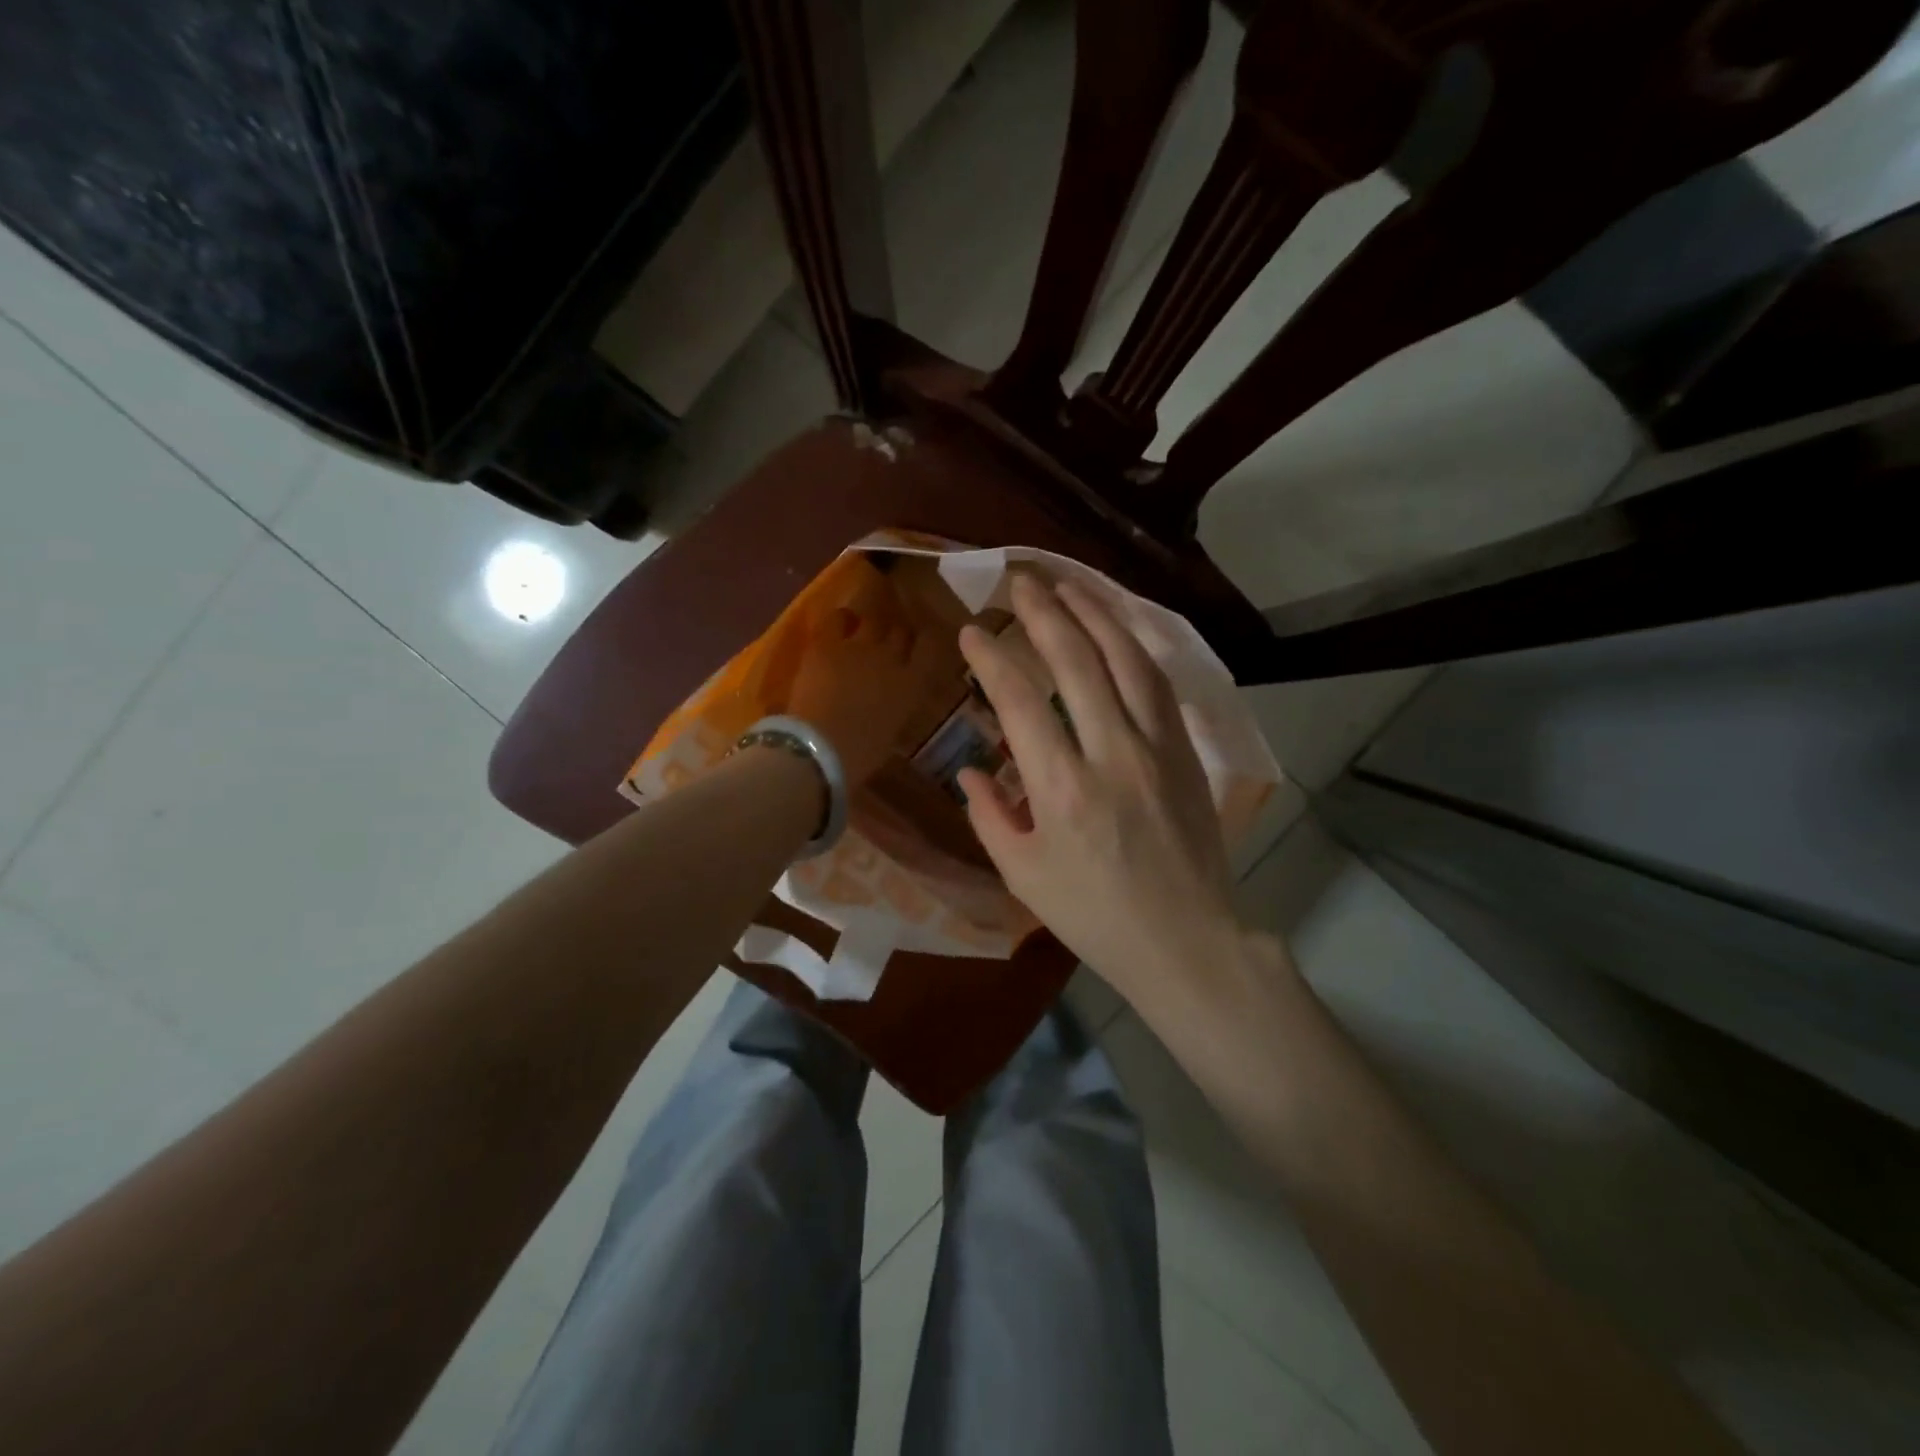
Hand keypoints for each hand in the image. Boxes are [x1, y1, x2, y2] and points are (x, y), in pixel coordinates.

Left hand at [788, 590, 938, 787]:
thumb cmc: (860, 755)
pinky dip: (841, 620)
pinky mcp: (827, 643)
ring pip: (873, 620)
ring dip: (870, 625)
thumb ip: (896, 709)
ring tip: (863, 630)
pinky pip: (838, 618)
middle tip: (887, 641)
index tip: (920, 645)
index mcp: (912, 685)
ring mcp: (859, 646)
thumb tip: (892, 703)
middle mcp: (892, 658)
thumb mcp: (891, 732)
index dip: (926, 642)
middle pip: (901, 631)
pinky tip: (839, 626)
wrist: (820, 749)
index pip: (930, 648)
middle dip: (896, 635)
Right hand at [957, 573, 1246, 1002]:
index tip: (970, 633)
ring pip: (1126, 659)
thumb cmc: (1095, 917)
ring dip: (1095, 614)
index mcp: (1062, 790)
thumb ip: (989, 816)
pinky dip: (1133, 646)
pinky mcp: (1185, 751)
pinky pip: (1157, 683)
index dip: (991, 659)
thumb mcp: (1023, 876)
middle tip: (1019, 581)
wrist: (1187, 940)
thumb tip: (967, 770)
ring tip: (1067, 585)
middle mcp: (1112, 753)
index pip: (1019, 702)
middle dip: (1043, 612)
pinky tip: (1116, 629)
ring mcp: (1157, 747)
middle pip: (1076, 661)